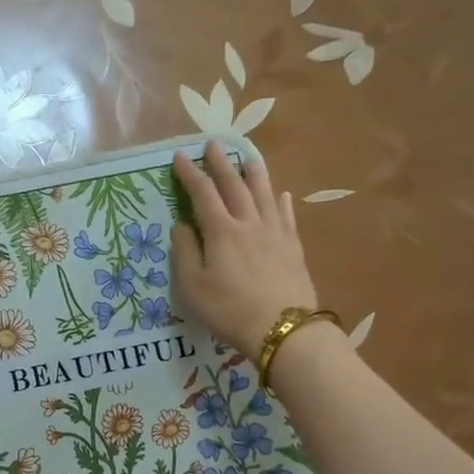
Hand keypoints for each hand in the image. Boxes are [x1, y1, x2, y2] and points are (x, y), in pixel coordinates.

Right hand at [170, 142, 320, 356]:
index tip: (180, 157)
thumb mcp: (192, 287)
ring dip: (254, 173)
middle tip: (213, 144)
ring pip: (264, 194)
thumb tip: (181, 226)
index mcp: (221, 231)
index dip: (190, 174)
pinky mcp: (293, 247)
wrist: (283, 329)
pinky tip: (282, 194)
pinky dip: (281, 201)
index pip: (202, 194)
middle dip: (221, 164)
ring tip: (248, 157)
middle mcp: (248, 223)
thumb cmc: (229, 310)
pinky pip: (286, 216)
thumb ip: (185, 252)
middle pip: (234, 186)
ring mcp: (275, 233)